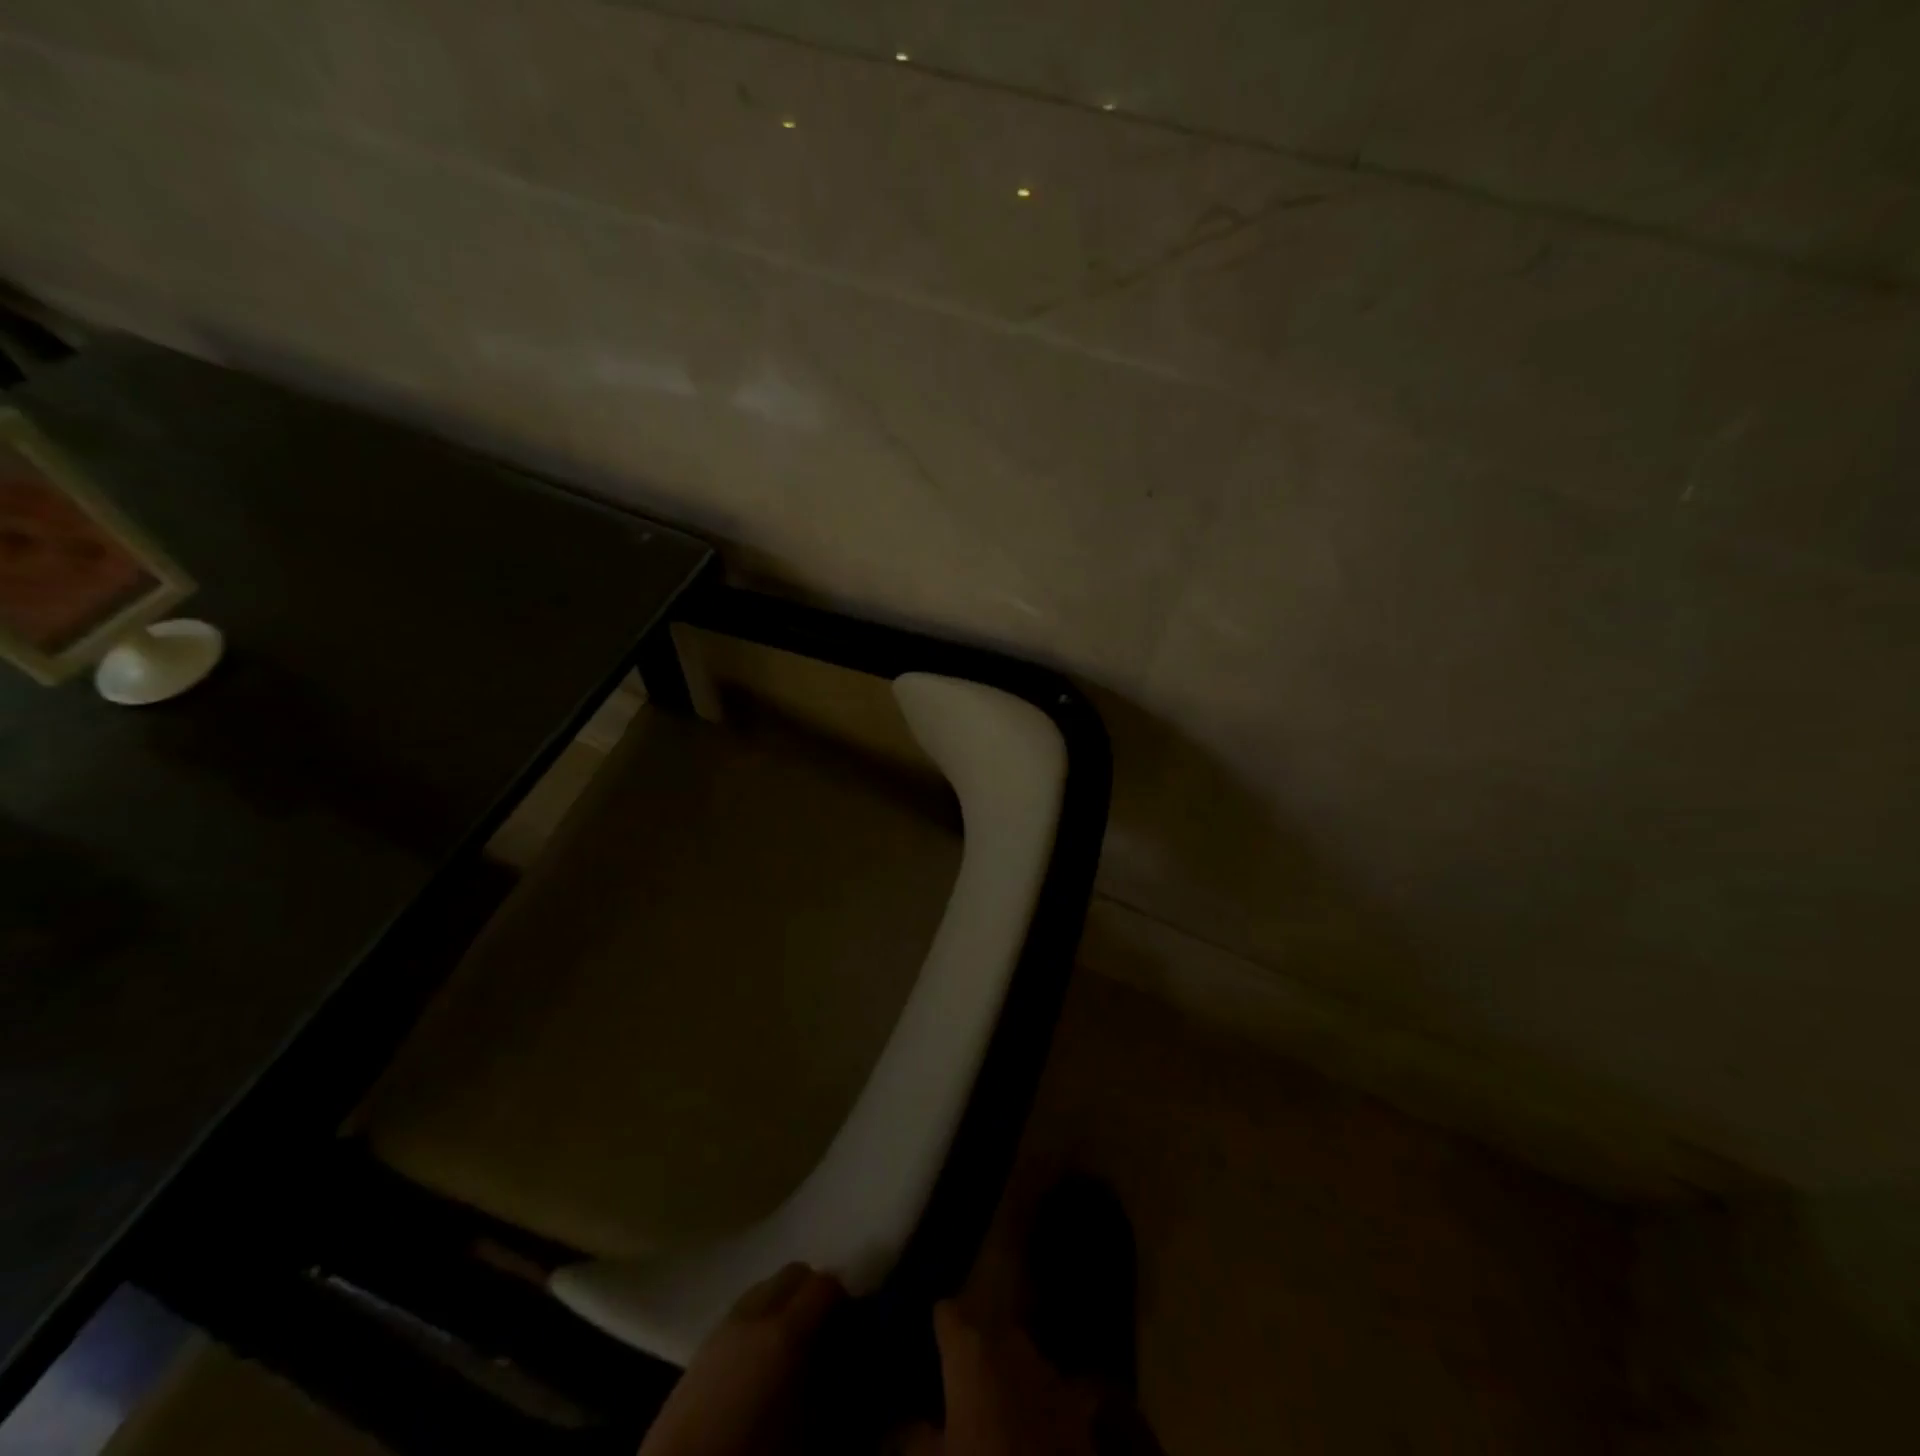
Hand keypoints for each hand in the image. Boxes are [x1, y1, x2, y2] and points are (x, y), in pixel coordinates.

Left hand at [637, 1263, 843, 1455]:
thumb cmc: (753, 1452)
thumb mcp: (806, 1428)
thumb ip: (829, 1382)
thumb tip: (844, 1361)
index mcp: (785, 1330)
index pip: (825, 1282)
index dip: (842, 1297)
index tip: (850, 1321)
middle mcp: (756, 1312)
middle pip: (794, 1272)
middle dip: (812, 1291)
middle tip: (823, 1329)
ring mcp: (725, 1323)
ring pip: (766, 1287)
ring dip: (784, 1302)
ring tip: (790, 1344)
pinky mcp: (703, 1343)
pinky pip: (743, 1311)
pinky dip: (759, 1319)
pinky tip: (759, 1358)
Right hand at [900, 1301, 1105, 1455]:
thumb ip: (912, 1437)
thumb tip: (898, 1426)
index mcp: (969, 1348)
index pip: (945, 1312)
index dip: (939, 1326)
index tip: (932, 1341)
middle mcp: (1008, 1340)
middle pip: (986, 1331)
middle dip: (978, 1349)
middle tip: (964, 1381)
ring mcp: (1046, 1366)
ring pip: (1021, 1354)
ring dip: (1012, 1370)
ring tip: (1002, 1399)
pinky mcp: (1077, 1398)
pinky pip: (1059, 1387)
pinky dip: (1050, 1396)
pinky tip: (1046, 1412)